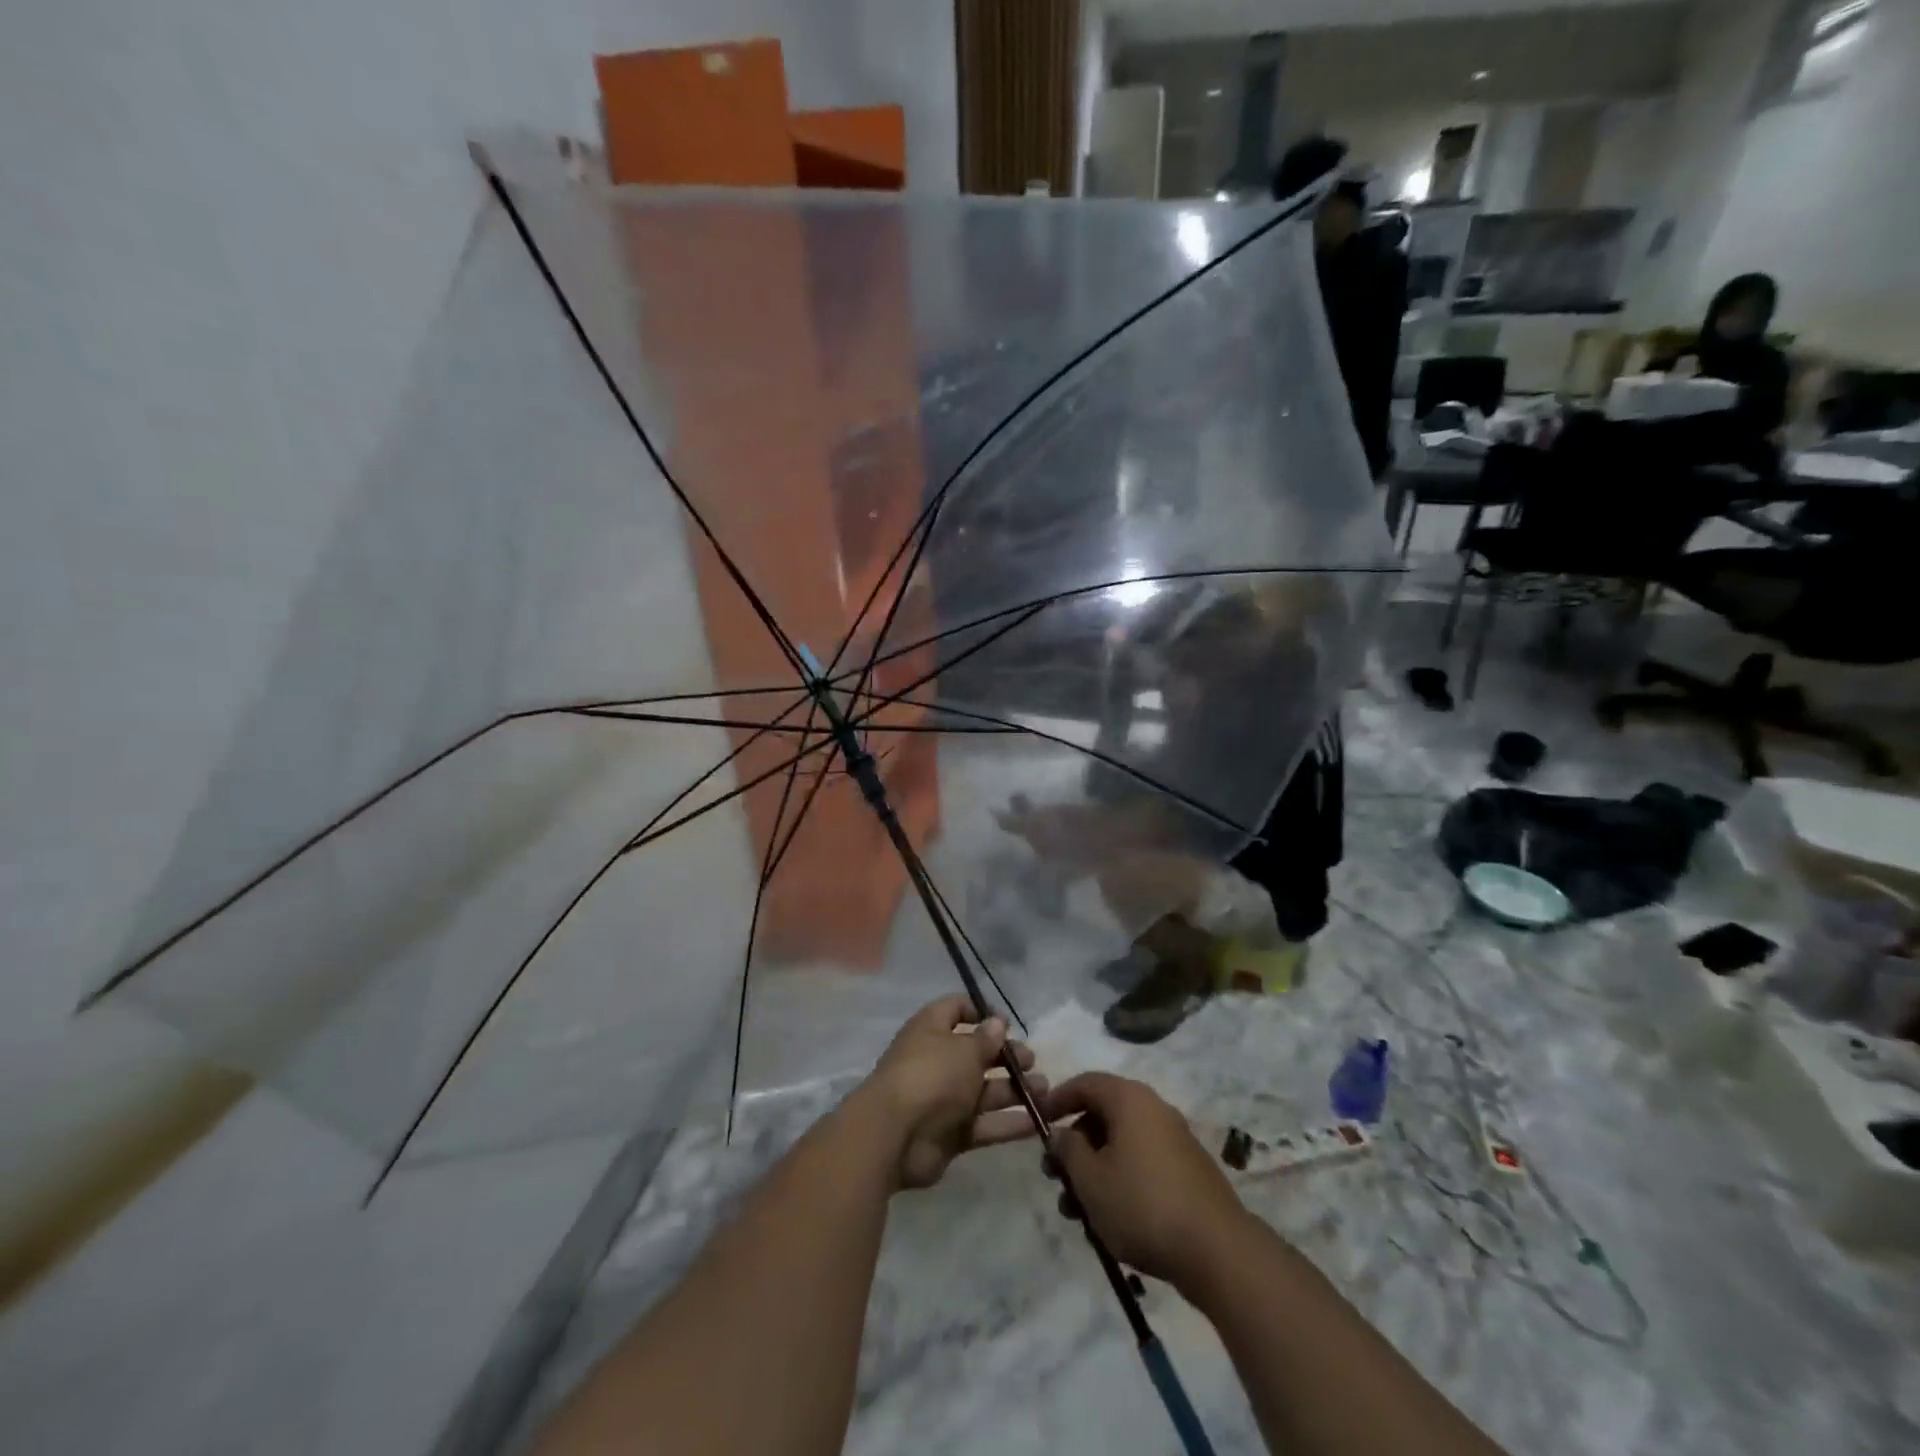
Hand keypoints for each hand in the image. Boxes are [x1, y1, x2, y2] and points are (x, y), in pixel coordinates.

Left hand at [859, 995, 1043, 1190]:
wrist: (894, 1135)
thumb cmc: (930, 1076)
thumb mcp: (964, 1050)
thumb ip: (985, 1039)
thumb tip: (997, 1022)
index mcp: (931, 1029)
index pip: (956, 1009)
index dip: (981, 1013)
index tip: (1008, 1024)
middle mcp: (937, 1060)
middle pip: (976, 1053)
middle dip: (1006, 1056)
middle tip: (1032, 1061)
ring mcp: (944, 1099)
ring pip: (984, 1091)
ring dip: (1015, 1090)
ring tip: (1045, 1091)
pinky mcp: (951, 1134)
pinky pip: (985, 1124)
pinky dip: (1009, 1123)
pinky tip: (1038, 1123)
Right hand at [1043, 1073, 1249, 1287]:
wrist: (1218, 1252)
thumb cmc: (1142, 1205)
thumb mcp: (1090, 1179)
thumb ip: (1068, 1150)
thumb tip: (1061, 1134)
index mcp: (1129, 1099)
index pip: (1085, 1084)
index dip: (1056, 1100)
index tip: (1036, 1122)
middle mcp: (1154, 1109)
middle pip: (1102, 1116)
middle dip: (1074, 1146)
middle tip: (1055, 1178)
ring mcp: (1174, 1140)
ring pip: (1121, 1145)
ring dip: (1094, 1171)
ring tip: (1076, 1213)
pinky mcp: (1188, 1171)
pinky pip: (1142, 1163)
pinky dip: (1119, 1181)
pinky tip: (1109, 1220)